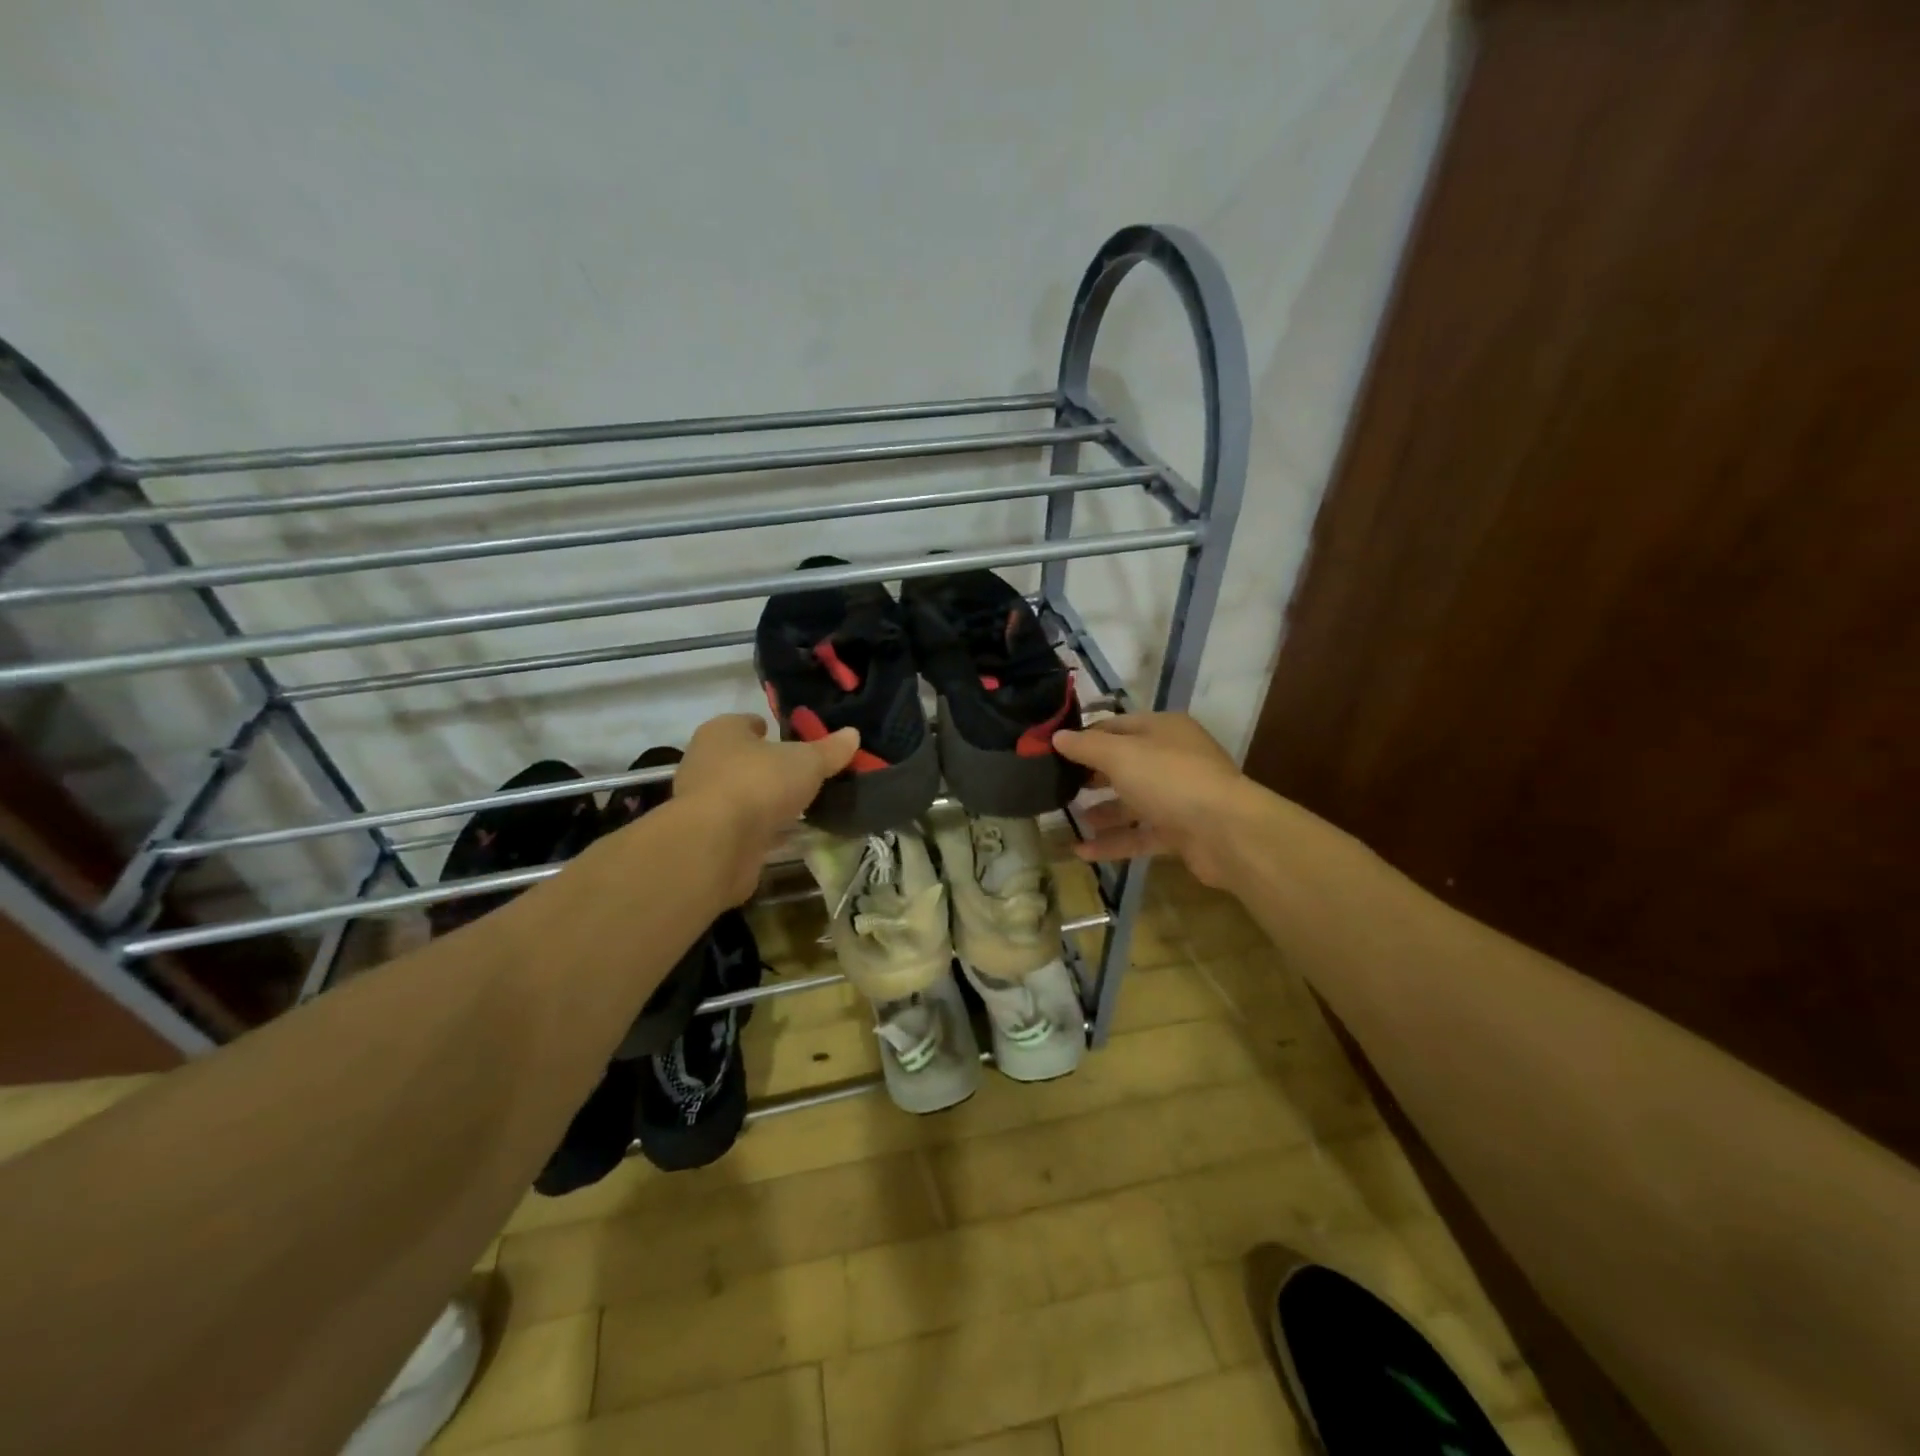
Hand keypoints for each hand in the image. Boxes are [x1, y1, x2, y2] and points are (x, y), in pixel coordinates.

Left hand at [672, 713, 859, 901]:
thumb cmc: (758, 782)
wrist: (716, 843)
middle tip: (803, 774)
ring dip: (765, 800)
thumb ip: (829, 750)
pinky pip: (744, 826)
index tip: (795, 741)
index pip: (747, 723)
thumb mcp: (806, 762)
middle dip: (769, 766)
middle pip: (744, 759)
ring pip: (743, 794)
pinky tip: (789, 834)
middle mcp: (706, 761)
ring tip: (801, 806)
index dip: (770, 729)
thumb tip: (853, 733)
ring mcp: (704, 801)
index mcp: (722, 731)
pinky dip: (763, 829)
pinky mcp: (710, 836)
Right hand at [1053, 713, 1258, 889]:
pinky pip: (1140, 835)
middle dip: (1092, 776)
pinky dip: (1113, 842)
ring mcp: (1179, 797)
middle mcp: (1172, 759)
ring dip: (1102, 812)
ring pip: (1132, 802)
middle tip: (1059, 786)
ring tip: (1070, 819)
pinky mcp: (1181, 833)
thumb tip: (1057, 736)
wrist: (1227, 832)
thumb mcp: (1120, 755)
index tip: (1053, 751)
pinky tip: (1081, 852)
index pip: (1116, 726)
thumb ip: (1086, 746)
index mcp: (1163, 729)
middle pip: (1125, 764)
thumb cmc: (1169, 779)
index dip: (1085, 737)